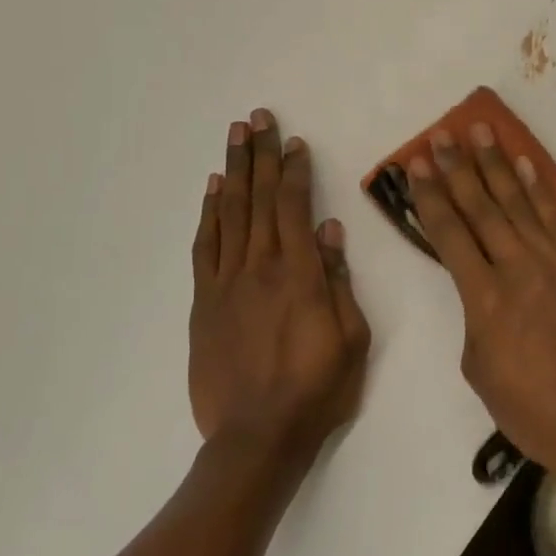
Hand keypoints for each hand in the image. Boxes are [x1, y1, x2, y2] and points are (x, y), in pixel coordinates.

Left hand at [189, 109, 371, 465]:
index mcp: (299, 273)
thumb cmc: (317, 390)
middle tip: (258, 118)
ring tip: (235, 137)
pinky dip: (208, 214)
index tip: (294, 143)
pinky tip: (211, 190)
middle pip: (258, 198)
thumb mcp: (351, 338)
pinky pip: (205, 247)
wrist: (257, 438)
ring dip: (232, 171)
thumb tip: (327, 229)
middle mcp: (260, 267)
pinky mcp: (204, 302)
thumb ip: (337, 280)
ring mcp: (226, 283)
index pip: (294, 207)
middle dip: (260, 155)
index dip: (294, 171)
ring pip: (229, 213)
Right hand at [406, 123, 555, 493]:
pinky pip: (555, 217)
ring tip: (479, 132)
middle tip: (440, 136)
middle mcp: (517, 267)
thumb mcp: (478, 366)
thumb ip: (474, 315)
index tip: (415, 165)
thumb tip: (480, 286)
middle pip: (481, 207)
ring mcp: (553, 262)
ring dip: (495, 165)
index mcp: (484, 297)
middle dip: (457, 168)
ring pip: (517, 202)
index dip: (429, 196)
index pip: (449, 233)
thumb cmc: (529, 407)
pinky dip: (539, 188)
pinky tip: (525, 165)